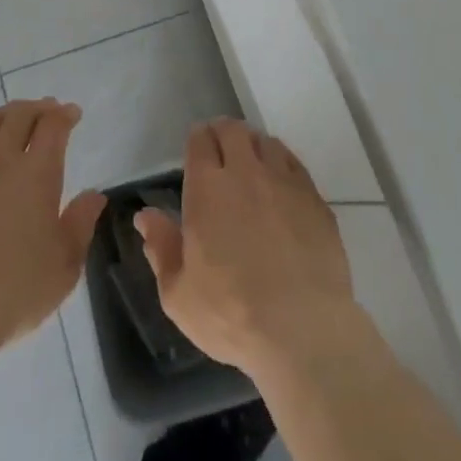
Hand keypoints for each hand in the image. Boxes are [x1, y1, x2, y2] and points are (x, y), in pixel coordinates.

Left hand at [0, 99, 105, 358]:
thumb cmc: (12, 293)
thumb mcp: (63, 266)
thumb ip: (80, 224)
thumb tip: (94, 195)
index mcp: (36, 173)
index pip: (53, 126)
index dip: (64, 115)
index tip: (71, 114)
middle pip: (18, 115)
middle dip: (37, 108)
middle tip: (46, 112)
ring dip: (4, 114)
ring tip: (11, 119)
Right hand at [134, 120, 361, 378]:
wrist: (302, 329)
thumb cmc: (231, 314)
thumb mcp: (178, 293)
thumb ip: (161, 247)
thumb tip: (146, 216)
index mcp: (208, 189)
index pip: (201, 141)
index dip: (197, 139)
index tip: (196, 147)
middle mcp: (246, 173)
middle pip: (234, 131)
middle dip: (222, 133)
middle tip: (219, 148)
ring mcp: (285, 182)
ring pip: (266, 142)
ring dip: (253, 145)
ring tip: (250, 162)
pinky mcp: (314, 198)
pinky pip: (294, 163)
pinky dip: (281, 163)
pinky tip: (279, 182)